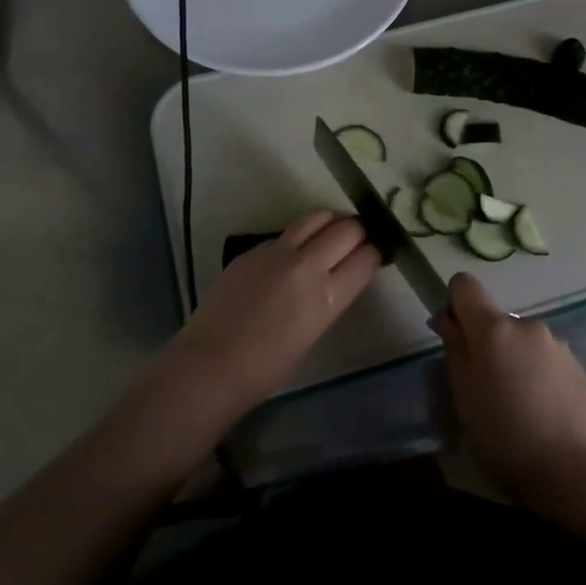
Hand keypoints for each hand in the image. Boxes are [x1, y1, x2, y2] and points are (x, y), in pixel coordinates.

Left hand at [176, 210, 378, 402]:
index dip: (374, 253)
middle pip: (348, 228)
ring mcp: (276, 252)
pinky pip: (285, 233)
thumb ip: (331, 297)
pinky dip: (297, 238)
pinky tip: (290, 256)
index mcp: (327, 296)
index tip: (373, 256)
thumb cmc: (267, 367)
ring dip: (330, 223)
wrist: (210, 365)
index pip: (367, 257)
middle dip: (358, 232)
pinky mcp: (252, 250)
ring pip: (316, 217)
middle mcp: (307, 265)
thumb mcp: (315, 331)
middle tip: (356, 242)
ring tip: (329, 235)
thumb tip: (340, 275)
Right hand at [437, 273, 585, 512]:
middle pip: (494, 320)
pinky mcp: (578, 365)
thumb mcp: (464, 395)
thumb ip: (454, 348)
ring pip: (520, 341)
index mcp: (494, 328)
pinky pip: (544, 359)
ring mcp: (557, 344)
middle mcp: (527, 325)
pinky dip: (536, 375)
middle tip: (484, 389)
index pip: (465, 284)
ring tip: (516, 406)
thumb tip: (448, 318)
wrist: (574, 471)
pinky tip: (540, 412)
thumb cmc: (504, 435)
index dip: (454, 305)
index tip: (456, 339)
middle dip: (485, 344)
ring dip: (512, 360)